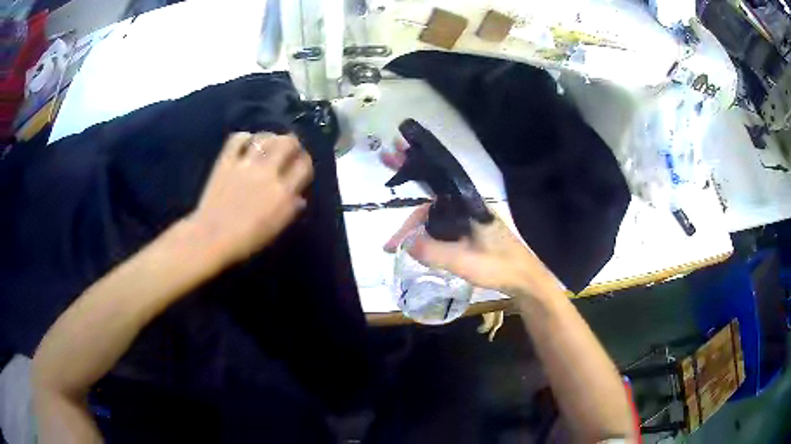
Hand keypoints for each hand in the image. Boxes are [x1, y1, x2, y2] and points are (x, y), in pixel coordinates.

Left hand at [187, 132, 312, 264]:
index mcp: (283, 193)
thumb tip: (298, 197)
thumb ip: (290, 211)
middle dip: (292, 143)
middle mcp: (268, 173)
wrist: (211, 238)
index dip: (305, 161)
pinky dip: (245, 137)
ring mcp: (245, 165)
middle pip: (288, 143)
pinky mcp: (226, 161)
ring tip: (269, 143)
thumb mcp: (275, 230)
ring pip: (265, 137)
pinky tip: (246, 143)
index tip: (301, 165)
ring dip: (270, 138)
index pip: (304, 165)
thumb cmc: (246, 241)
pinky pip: (237, 139)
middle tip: (288, 149)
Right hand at [384, 204, 558, 295]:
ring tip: (401, 247)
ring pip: (439, 220)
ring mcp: (473, 221)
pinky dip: (432, 237)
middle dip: (411, 224)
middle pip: (432, 209)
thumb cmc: (499, 267)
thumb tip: (405, 245)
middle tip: (392, 244)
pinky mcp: (475, 233)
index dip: (408, 222)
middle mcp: (470, 208)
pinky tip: (424, 249)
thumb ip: (434, 252)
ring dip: (419, 231)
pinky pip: (447, 229)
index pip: (430, 206)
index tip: (391, 244)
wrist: (526, 279)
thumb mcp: (464, 262)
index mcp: (469, 207)